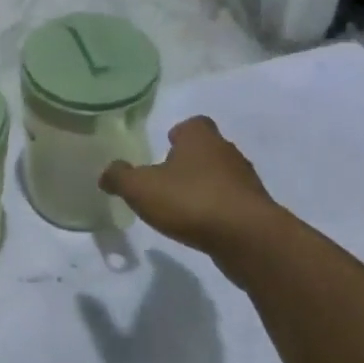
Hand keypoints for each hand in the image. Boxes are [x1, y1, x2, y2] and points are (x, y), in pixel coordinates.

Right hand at [99, 116, 279, 255]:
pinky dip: (216, 209)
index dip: (179, 133)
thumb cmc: (190, 200)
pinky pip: (231, 202)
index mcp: (200, 138)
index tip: (166, 144)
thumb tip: (107, 173)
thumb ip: (119, 177)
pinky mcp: (256, 210)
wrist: (249, 239)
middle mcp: (227, 152)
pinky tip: (200, 224)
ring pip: (221, 176)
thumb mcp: (140, 188)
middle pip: (207, 149)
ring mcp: (246, 182)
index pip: (193, 124)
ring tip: (181, 204)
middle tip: (166, 176)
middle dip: (189, 160)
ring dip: (204, 186)